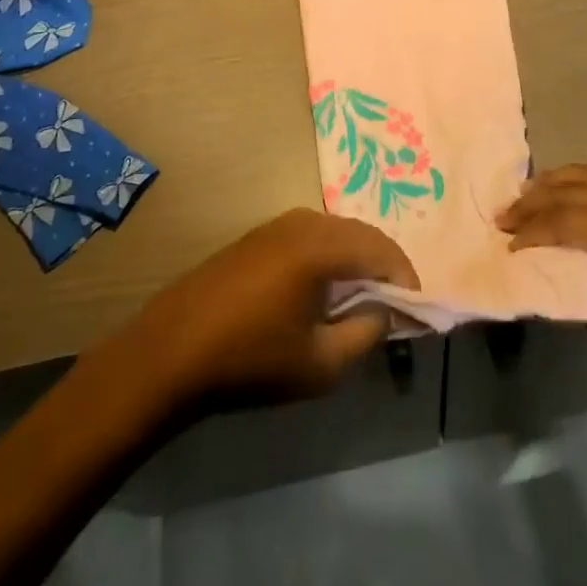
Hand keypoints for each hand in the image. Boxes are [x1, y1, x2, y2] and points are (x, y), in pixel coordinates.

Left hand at [117, 208, 418, 410]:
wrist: (170, 353)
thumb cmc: (250, 361)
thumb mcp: (321, 363)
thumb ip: (366, 332)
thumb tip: (386, 311)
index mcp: (320, 245)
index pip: (381, 249)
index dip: (406, 278)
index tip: (416, 311)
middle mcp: (302, 222)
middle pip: (360, 234)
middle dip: (383, 266)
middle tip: (395, 305)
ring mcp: (276, 225)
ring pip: (335, 233)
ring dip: (356, 261)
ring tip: (362, 301)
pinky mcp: (257, 236)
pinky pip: (310, 237)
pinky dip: (330, 258)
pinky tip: (323, 292)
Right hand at [499, 164, 586, 388]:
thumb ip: (586, 301)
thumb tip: (550, 279)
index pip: (565, 221)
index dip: (532, 232)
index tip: (506, 246)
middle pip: (572, 190)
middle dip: (533, 202)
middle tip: (503, 216)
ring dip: (555, 182)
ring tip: (527, 195)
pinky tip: (574, 181)